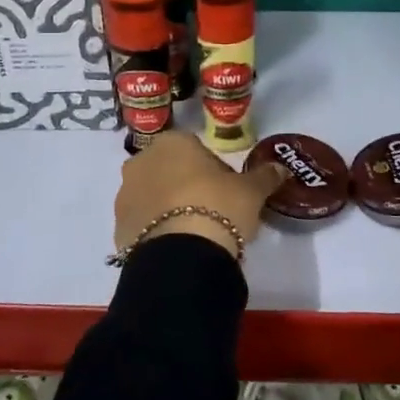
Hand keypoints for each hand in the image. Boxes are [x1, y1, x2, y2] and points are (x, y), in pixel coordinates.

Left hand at [114, 130, 286, 259]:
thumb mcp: (251, 191)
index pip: (196, 149)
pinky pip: (142, 223)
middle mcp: (141, 161)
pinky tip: (177, 246)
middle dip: (186, 185)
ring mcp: (125, 195)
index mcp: (172, 142)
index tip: (227, 190)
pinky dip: (156, 230)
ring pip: (152, 195)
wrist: (182, 256)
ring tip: (194, 232)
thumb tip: (282, 168)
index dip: (214, 170)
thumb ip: (265, 176)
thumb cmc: (218, 207)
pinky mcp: (117, 228)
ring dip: (168, 207)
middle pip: (170, 169)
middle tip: (213, 211)